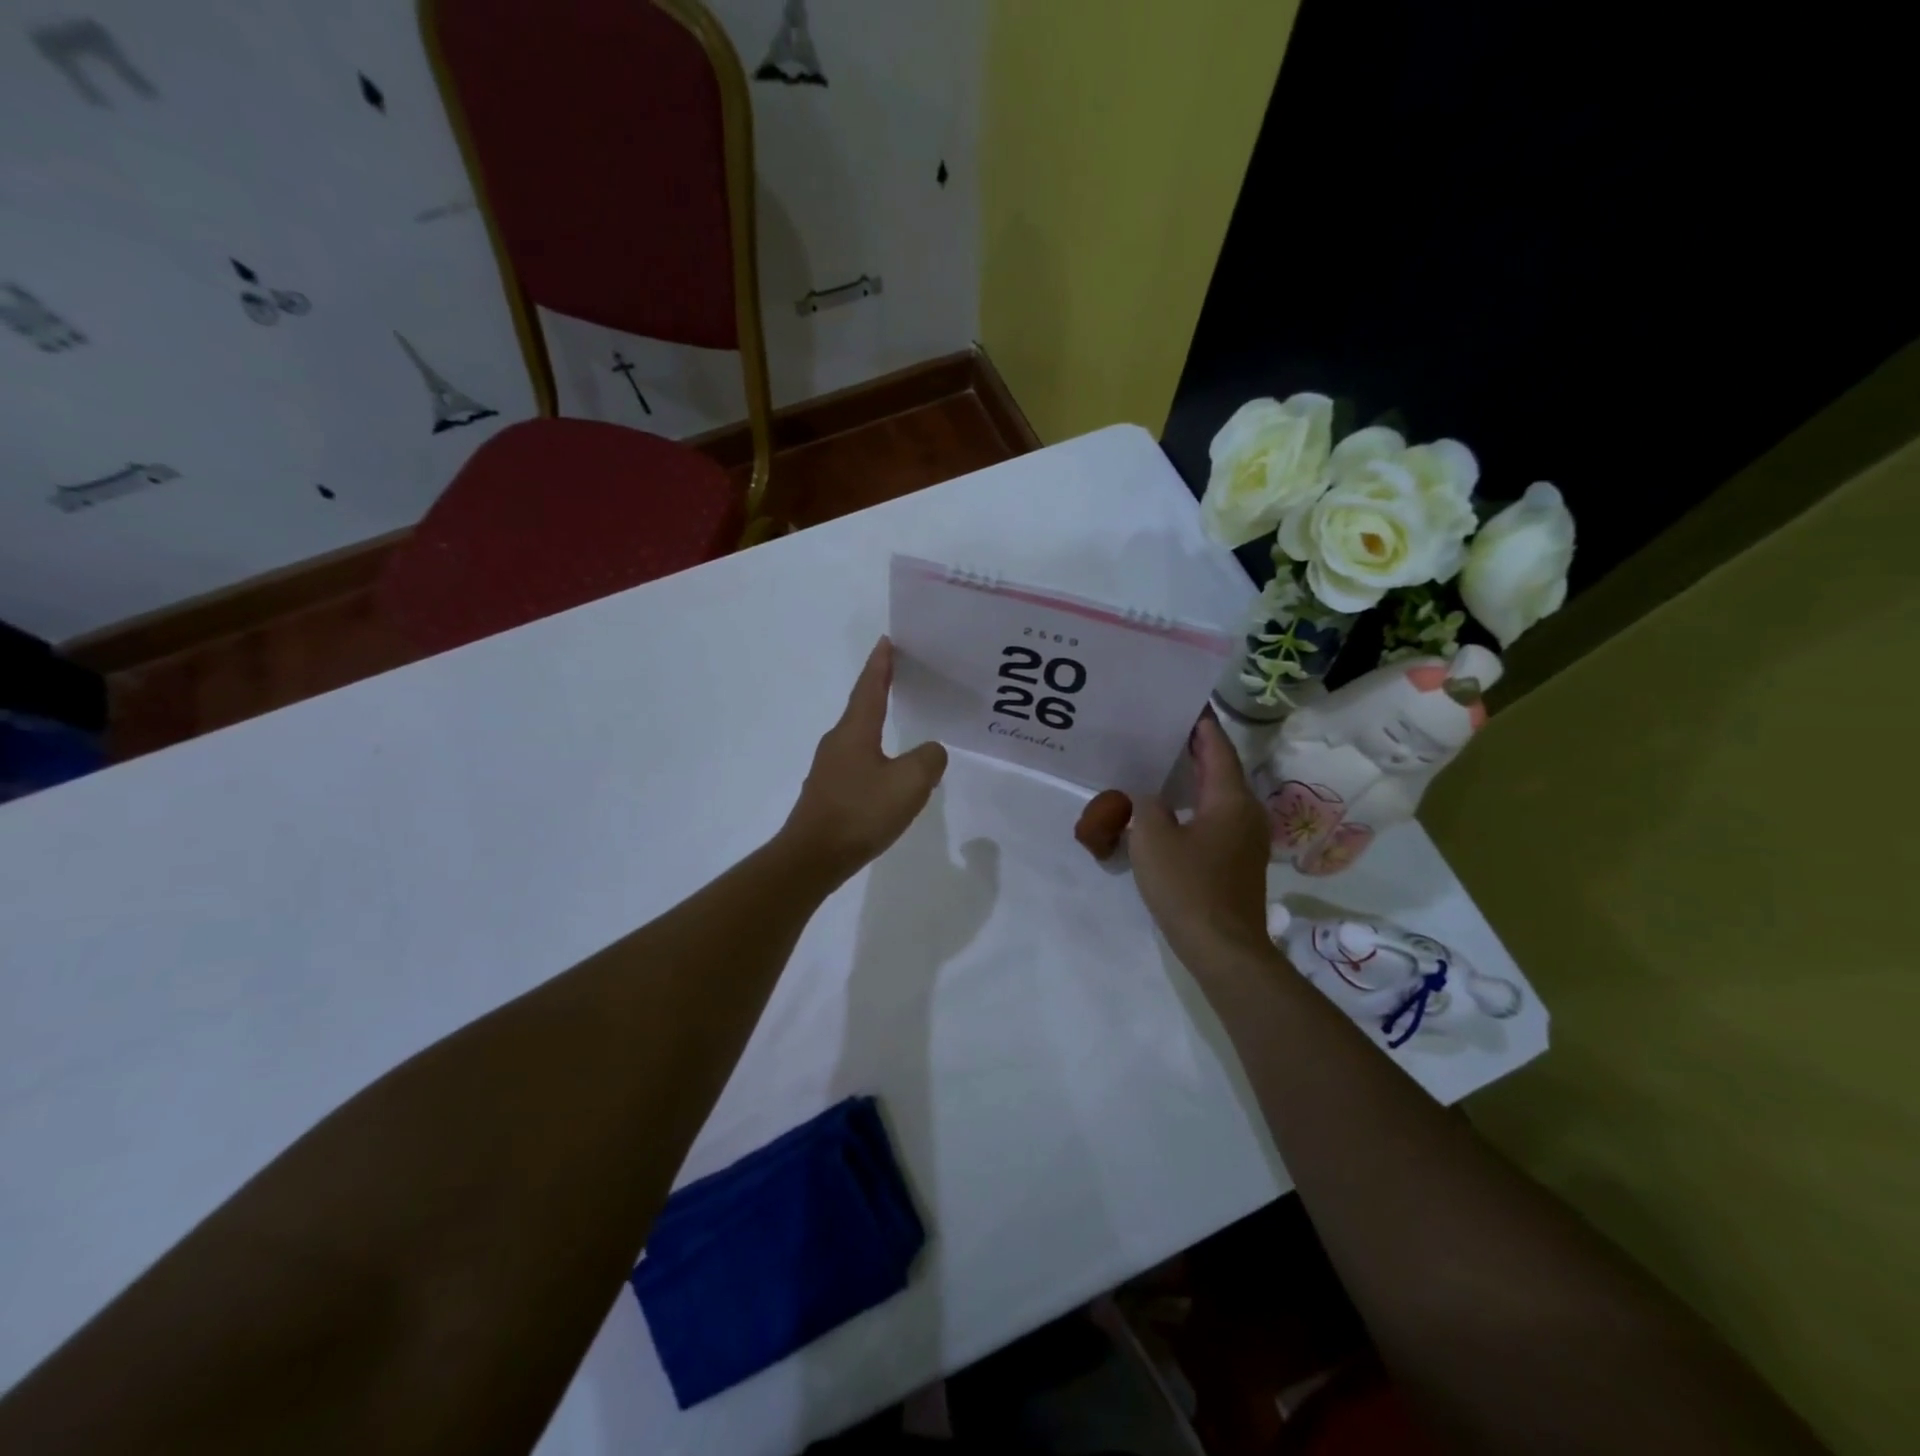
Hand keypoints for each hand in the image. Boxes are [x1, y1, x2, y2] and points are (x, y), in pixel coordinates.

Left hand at [781, 637, 947, 882]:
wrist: (813, 857)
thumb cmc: (860, 813)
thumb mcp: (909, 783)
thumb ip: (929, 759)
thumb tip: (930, 752)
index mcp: (855, 731)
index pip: (870, 687)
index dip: (881, 664)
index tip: (886, 641)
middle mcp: (838, 742)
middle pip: (861, 707)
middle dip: (880, 689)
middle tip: (901, 675)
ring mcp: (829, 768)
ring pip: (859, 736)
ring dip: (877, 723)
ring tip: (899, 720)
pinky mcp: (828, 792)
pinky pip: (857, 762)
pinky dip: (875, 754)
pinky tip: (887, 771)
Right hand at [1128, 715, 1273, 971]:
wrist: (1223, 948)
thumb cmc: (1188, 886)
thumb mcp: (1152, 838)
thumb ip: (1146, 806)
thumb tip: (1150, 798)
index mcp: (1230, 798)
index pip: (1217, 746)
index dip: (1200, 722)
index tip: (1181, 701)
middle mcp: (1246, 811)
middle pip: (1221, 767)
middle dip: (1194, 747)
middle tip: (1161, 729)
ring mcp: (1246, 837)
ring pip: (1219, 794)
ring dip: (1194, 776)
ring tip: (1161, 763)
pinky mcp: (1238, 859)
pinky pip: (1216, 816)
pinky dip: (1196, 802)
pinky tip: (1170, 808)